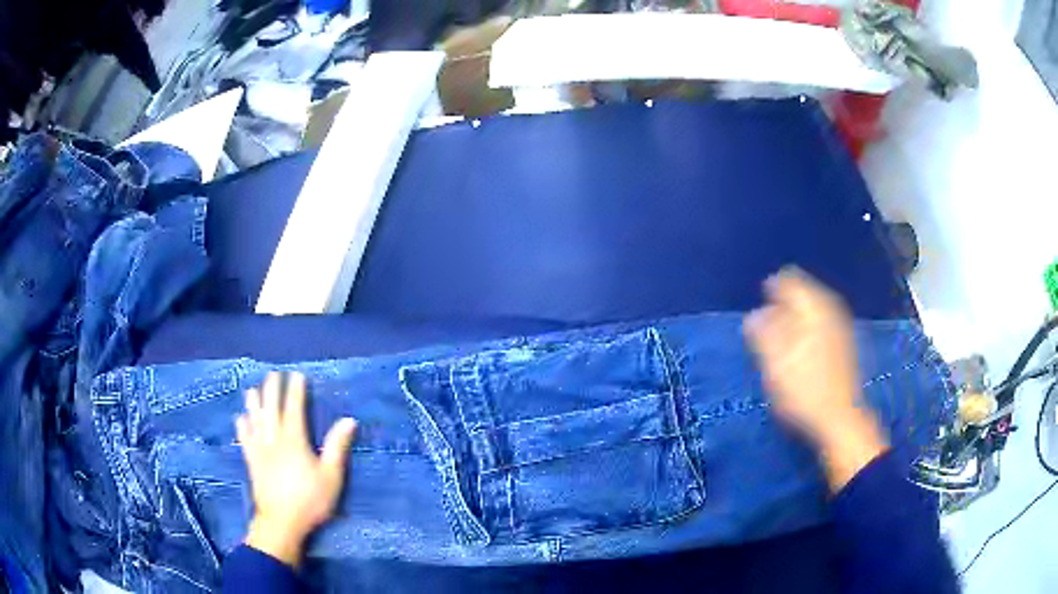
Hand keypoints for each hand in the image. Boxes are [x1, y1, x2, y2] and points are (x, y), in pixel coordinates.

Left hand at [236, 372, 357, 567]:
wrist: (281, 522)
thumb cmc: (310, 500)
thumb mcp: (331, 476)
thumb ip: (337, 447)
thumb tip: (348, 420)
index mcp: (294, 441)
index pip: (294, 409)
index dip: (295, 391)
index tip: (297, 375)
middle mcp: (274, 440)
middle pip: (272, 410)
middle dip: (273, 391)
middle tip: (273, 374)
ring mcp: (260, 451)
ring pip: (255, 421)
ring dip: (254, 404)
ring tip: (253, 389)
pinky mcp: (252, 463)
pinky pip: (245, 439)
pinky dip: (242, 427)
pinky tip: (240, 419)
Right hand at [743, 268, 887, 491]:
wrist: (839, 419)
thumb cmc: (803, 390)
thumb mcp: (775, 363)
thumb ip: (763, 333)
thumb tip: (754, 314)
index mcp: (813, 307)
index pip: (789, 280)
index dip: (770, 291)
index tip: (758, 311)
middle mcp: (830, 309)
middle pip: (803, 292)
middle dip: (784, 305)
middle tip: (767, 326)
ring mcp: (840, 326)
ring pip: (814, 308)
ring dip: (796, 318)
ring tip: (780, 338)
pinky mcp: (844, 344)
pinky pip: (822, 323)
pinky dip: (808, 329)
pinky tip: (801, 348)